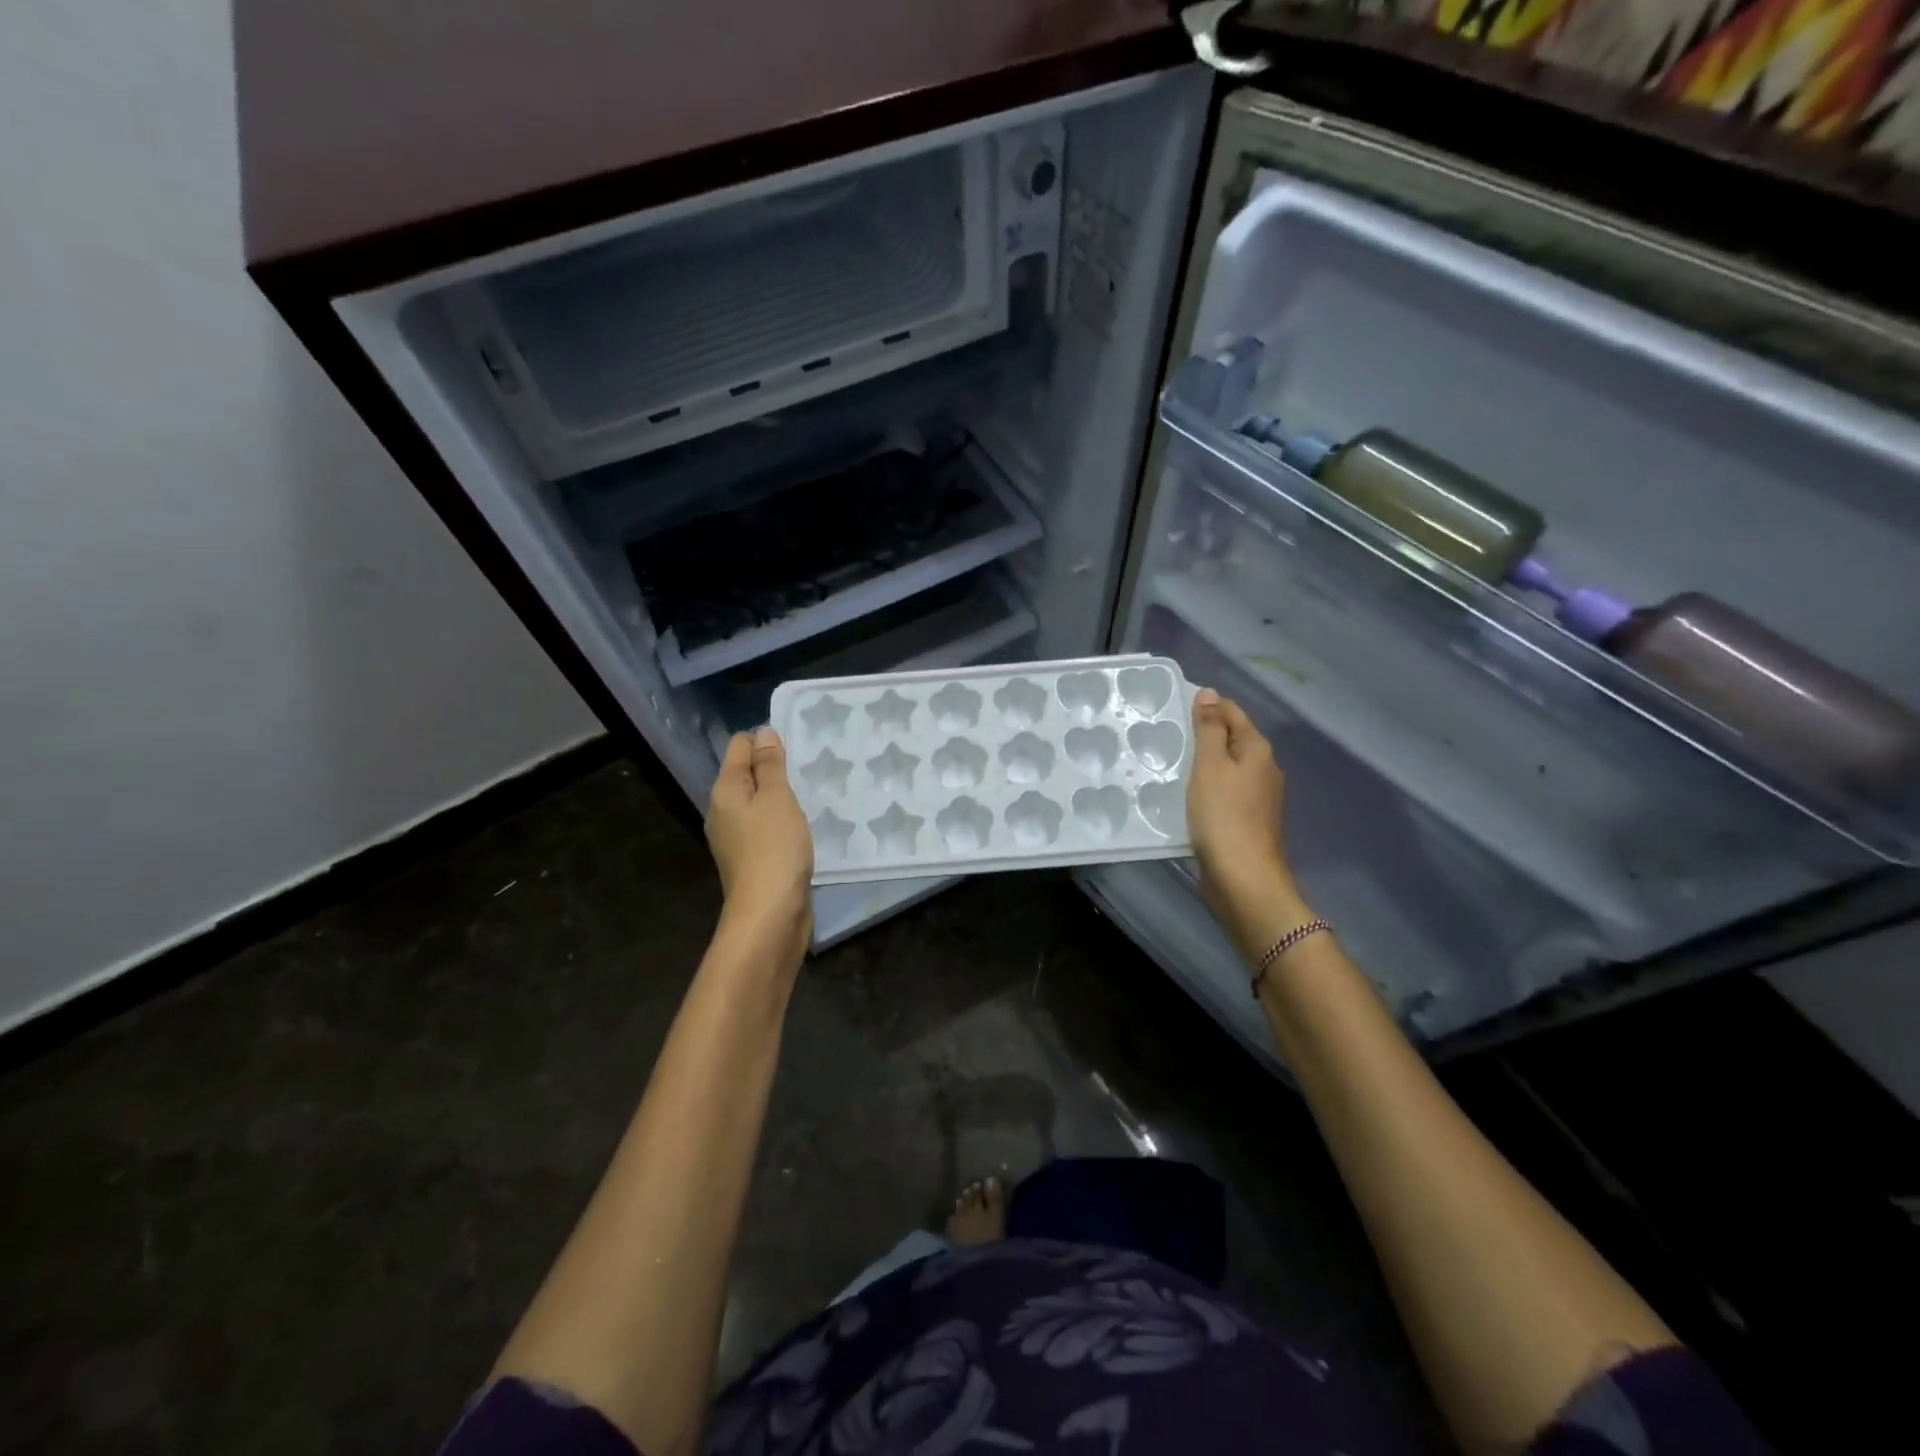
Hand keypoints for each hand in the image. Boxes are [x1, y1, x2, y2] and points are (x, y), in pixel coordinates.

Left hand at [706, 727, 812, 966]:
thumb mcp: (776, 798)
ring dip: (780, 796)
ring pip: (758, 802)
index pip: (739, 746)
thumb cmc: (774, 848)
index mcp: (724, 791)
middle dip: (774, 767)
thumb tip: (763, 732)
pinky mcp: (751, 858)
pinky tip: (803, 825)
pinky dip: (782, 820)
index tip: (797, 745)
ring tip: (810, 793)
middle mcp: (723, 811)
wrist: (770, 914)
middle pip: (746, 774)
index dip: (765, 740)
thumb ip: (770, 764)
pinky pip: (766, 826)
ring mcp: (735, 837)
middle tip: (808, 767)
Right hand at [1187, 689, 1303, 951]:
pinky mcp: (1246, 819)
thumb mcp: (1210, 766)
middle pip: (1232, 738)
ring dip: (1203, 760)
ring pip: (1227, 766)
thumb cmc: (1223, 815)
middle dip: (1204, 731)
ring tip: (1170, 758)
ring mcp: (1257, 796)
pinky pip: (1224, 790)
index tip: (1174, 704)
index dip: (1207, 705)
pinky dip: (1206, 784)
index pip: (1232, 712)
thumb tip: (1209, 693)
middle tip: (1167, 730)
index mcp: (1257, 750)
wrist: (1242, 876)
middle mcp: (1263, 768)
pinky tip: (1185, 792)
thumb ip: (1209, 729)